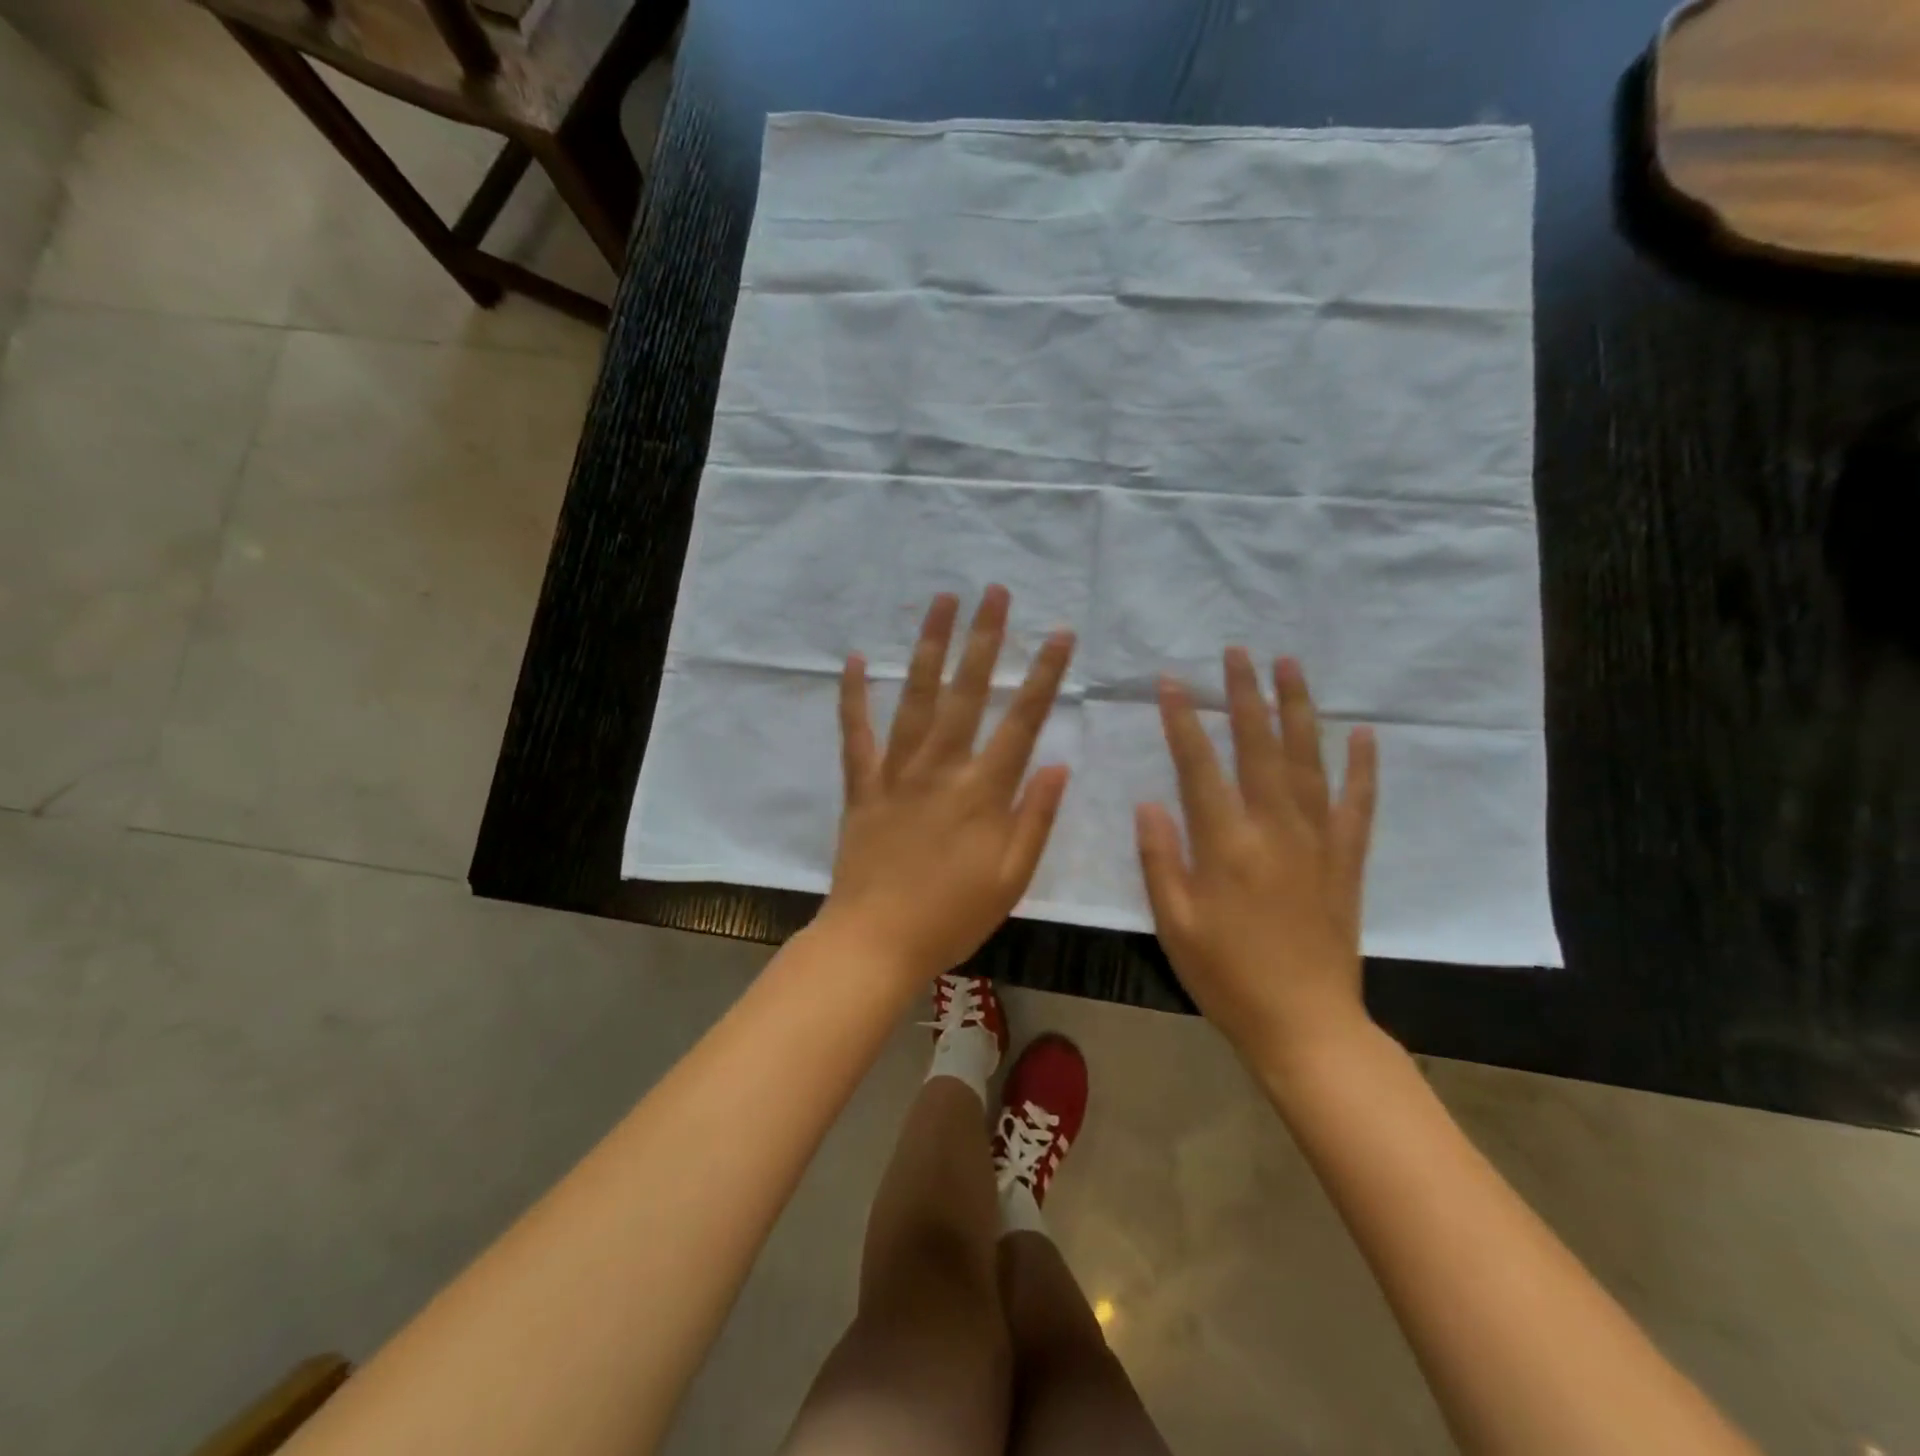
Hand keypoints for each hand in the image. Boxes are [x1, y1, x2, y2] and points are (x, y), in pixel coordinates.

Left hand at [824, 586, 1074, 979]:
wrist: (875, 941)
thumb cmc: (952, 917)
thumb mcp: (1012, 878)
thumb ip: (1035, 819)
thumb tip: (1058, 765)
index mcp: (983, 792)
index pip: (1022, 722)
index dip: (1044, 676)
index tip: (1060, 634)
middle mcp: (941, 768)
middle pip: (967, 692)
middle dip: (985, 638)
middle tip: (995, 591)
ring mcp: (896, 772)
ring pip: (915, 698)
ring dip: (930, 646)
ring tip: (941, 602)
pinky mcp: (861, 785)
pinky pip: (856, 734)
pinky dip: (853, 697)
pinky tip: (853, 660)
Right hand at [1136, 648, 1378, 1066]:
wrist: (1305, 1024)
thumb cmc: (1227, 976)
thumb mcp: (1175, 923)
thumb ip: (1161, 858)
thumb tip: (1150, 802)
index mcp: (1226, 844)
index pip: (1199, 765)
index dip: (1182, 721)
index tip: (1171, 682)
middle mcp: (1274, 829)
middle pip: (1259, 747)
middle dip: (1245, 695)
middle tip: (1238, 652)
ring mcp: (1317, 841)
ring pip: (1309, 761)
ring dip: (1299, 710)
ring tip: (1291, 666)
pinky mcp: (1346, 860)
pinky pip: (1358, 804)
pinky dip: (1362, 767)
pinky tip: (1363, 734)